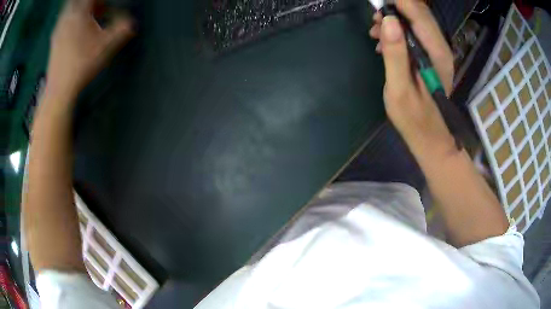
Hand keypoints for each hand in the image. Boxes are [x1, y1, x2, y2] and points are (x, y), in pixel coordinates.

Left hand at [47, 0, 133, 98]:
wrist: (60, 88)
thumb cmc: (83, 64)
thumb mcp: (107, 46)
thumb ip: (122, 29)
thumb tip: (130, 22)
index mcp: (80, 13)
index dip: (102, 0)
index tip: (108, 7)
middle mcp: (68, 17)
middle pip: (79, 1)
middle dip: (91, 4)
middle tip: (99, 11)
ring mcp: (59, 28)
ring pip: (71, 9)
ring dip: (81, 11)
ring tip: (89, 20)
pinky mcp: (54, 39)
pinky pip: (64, 21)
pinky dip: (72, 20)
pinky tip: (77, 31)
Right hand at [369, 0, 455, 156]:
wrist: (433, 138)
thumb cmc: (415, 119)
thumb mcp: (399, 89)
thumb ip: (395, 54)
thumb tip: (387, 20)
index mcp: (436, 53)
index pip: (417, 12)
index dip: (397, 1)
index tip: (376, 3)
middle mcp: (441, 46)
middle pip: (418, 11)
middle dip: (394, 8)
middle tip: (373, 20)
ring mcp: (438, 50)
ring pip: (416, 19)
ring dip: (394, 18)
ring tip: (375, 32)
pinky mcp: (432, 55)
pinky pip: (416, 30)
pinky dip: (398, 29)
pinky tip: (385, 41)